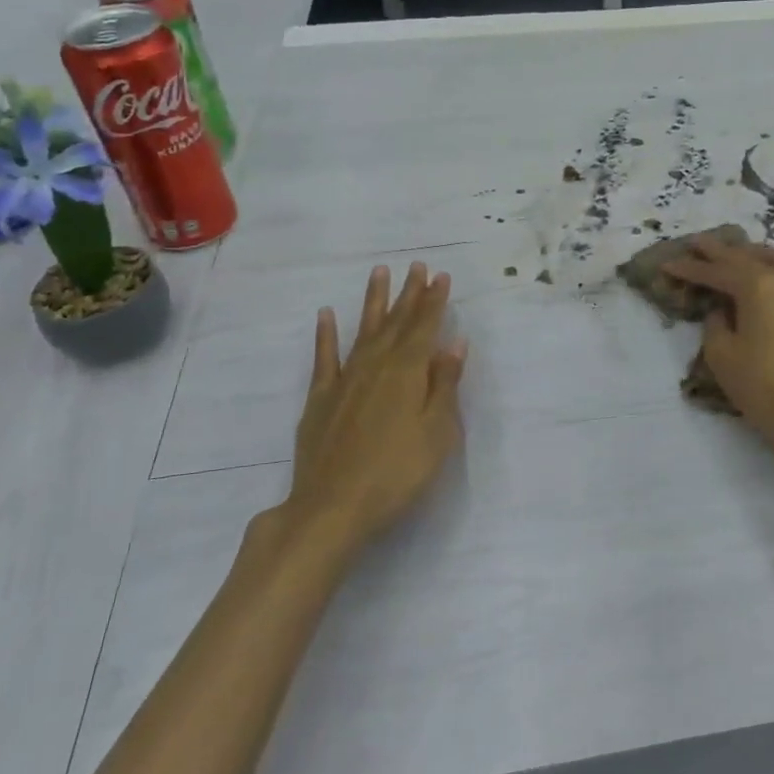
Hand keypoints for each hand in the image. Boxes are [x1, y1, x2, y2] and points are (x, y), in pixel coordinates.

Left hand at [271, 262, 467, 554]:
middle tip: (417, 266)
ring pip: (364, 331)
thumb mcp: (437, 433)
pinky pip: (324, 358)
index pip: (425, 328)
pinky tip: (327, 315)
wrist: (333, 508)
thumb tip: (453, 344)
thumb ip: (444, 386)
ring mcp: (344, 381)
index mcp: (407, 373)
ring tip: (380, 273)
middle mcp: (375, 366)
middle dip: (409, 294)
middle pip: (397, 323)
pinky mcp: (320, 399)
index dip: (434, 301)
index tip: (440, 276)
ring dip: (374, 302)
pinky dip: (326, 335)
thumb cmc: (397, 473)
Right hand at [663, 236, 773, 463]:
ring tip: (732, 254)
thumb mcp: (722, 355)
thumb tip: (721, 310)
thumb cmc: (761, 385)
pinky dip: (768, 266)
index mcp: (756, 287)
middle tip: (694, 243)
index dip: (690, 268)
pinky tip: (758, 277)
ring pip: (773, 258)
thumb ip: (715, 324)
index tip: (667, 265)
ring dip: (749, 252)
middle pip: (744, 257)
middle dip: (717, 251)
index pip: (716, 271)